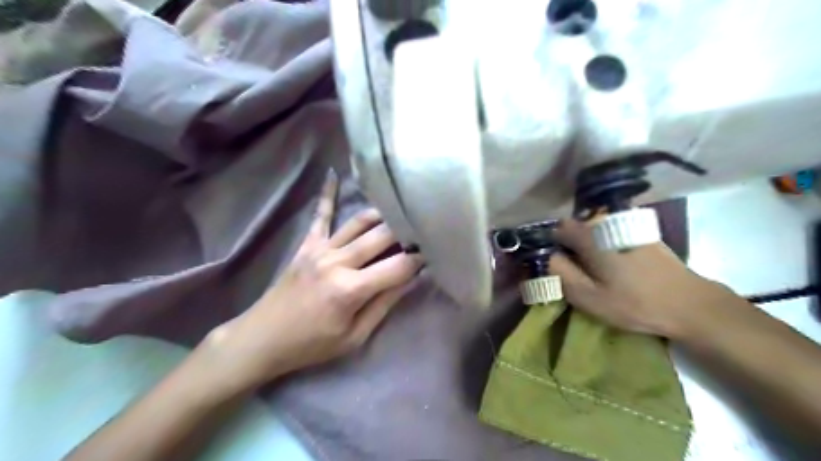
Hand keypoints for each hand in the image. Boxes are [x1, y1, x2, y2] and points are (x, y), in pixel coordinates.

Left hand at [204, 171, 422, 391]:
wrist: (263, 339)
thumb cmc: (312, 344)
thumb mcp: (355, 336)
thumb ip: (384, 304)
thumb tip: (412, 279)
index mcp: (351, 289)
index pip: (398, 266)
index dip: (420, 258)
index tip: (434, 252)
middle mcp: (337, 261)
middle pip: (382, 236)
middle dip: (407, 231)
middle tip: (423, 228)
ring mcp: (320, 249)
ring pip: (359, 222)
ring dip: (383, 214)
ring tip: (402, 210)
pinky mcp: (307, 245)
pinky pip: (320, 215)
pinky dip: (327, 194)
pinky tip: (333, 174)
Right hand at [550, 219, 729, 339]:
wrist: (690, 304)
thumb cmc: (634, 302)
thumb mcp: (588, 296)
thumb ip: (560, 273)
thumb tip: (545, 256)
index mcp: (591, 238)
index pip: (558, 228)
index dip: (551, 243)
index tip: (554, 262)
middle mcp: (607, 224)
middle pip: (577, 228)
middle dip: (570, 246)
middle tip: (576, 272)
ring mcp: (627, 227)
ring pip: (594, 232)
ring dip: (588, 247)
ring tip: (596, 272)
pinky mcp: (641, 235)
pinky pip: (611, 235)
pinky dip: (606, 246)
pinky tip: (617, 268)